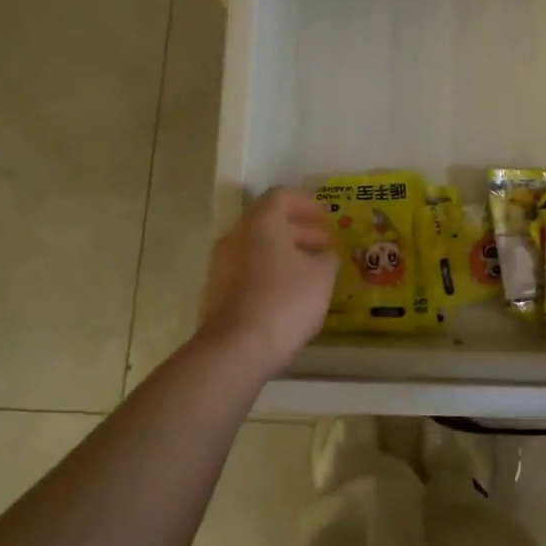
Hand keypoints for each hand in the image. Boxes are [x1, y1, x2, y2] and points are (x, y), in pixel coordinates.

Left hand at [200, 187, 339, 374]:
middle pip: (268, 222)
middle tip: (325, 246)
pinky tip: (290, 294)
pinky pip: (248, 270)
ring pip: (258, 247)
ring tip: (312, 272)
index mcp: (261, 222)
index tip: (326, 218)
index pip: (282, 196)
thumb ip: (327, 257)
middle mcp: (236, 236)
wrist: (237, 349)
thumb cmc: (285, 300)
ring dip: (285, 253)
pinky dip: (270, 272)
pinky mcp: (218, 291)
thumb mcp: (322, 276)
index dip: (306, 204)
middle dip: (299, 231)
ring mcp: (222, 264)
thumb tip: (324, 254)